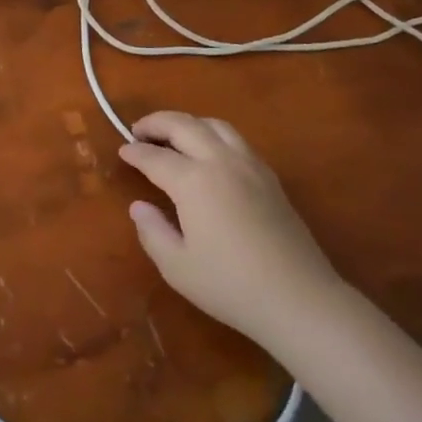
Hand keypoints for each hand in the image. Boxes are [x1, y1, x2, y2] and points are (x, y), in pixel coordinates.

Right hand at [119, 112, 343, 352]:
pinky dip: (212, 134)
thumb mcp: (177, 267)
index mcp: (192, 181)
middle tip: (138, 131)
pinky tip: (209, 153)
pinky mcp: (269, 176)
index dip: (134, 153)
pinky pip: (235, 138)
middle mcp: (220, 161)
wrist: (299, 299)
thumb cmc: (231, 286)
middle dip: (156, 123)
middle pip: (183, 125)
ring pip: (213, 124)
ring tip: (173, 136)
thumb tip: (140, 206)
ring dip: (187, 123)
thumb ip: (152, 232)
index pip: (155, 157)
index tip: (122, 151)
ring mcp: (249, 164)